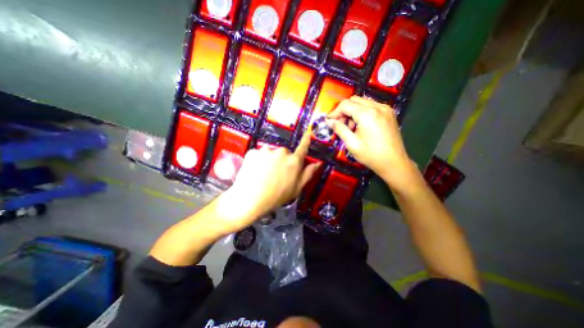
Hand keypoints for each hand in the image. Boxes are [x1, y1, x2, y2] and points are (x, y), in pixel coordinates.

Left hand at [216, 129, 317, 234]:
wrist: (250, 200)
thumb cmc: (277, 197)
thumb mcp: (296, 188)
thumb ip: (308, 173)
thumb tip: (317, 163)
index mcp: (294, 161)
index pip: (302, 148)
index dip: (306, 140)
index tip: (308, 132)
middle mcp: (281, 152)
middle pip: (284, 153)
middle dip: (282, 160)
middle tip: (276, 174)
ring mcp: (266, 151)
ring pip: (270, 153)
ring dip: (269, 160)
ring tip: (263, 174)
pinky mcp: (253, 152)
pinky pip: (258, 155)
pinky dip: (257, 161)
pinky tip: (255, 172)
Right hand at [326, 96, 417, 188]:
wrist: (394, 163)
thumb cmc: (371, 155)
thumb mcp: (352, 143)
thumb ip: (339, 129)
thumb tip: (328, 121)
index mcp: (368, 114)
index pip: (345, 104)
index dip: (334, 112)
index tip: (329, 122)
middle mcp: (378, 107)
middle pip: (354, 100)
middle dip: (344, 111)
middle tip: (341, 125)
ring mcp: (385, 109)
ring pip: (362, 102)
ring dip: (353, 112)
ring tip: (352, 128)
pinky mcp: (389, 113)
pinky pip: (371, 107)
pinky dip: (362, 113)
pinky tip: (361, 126)